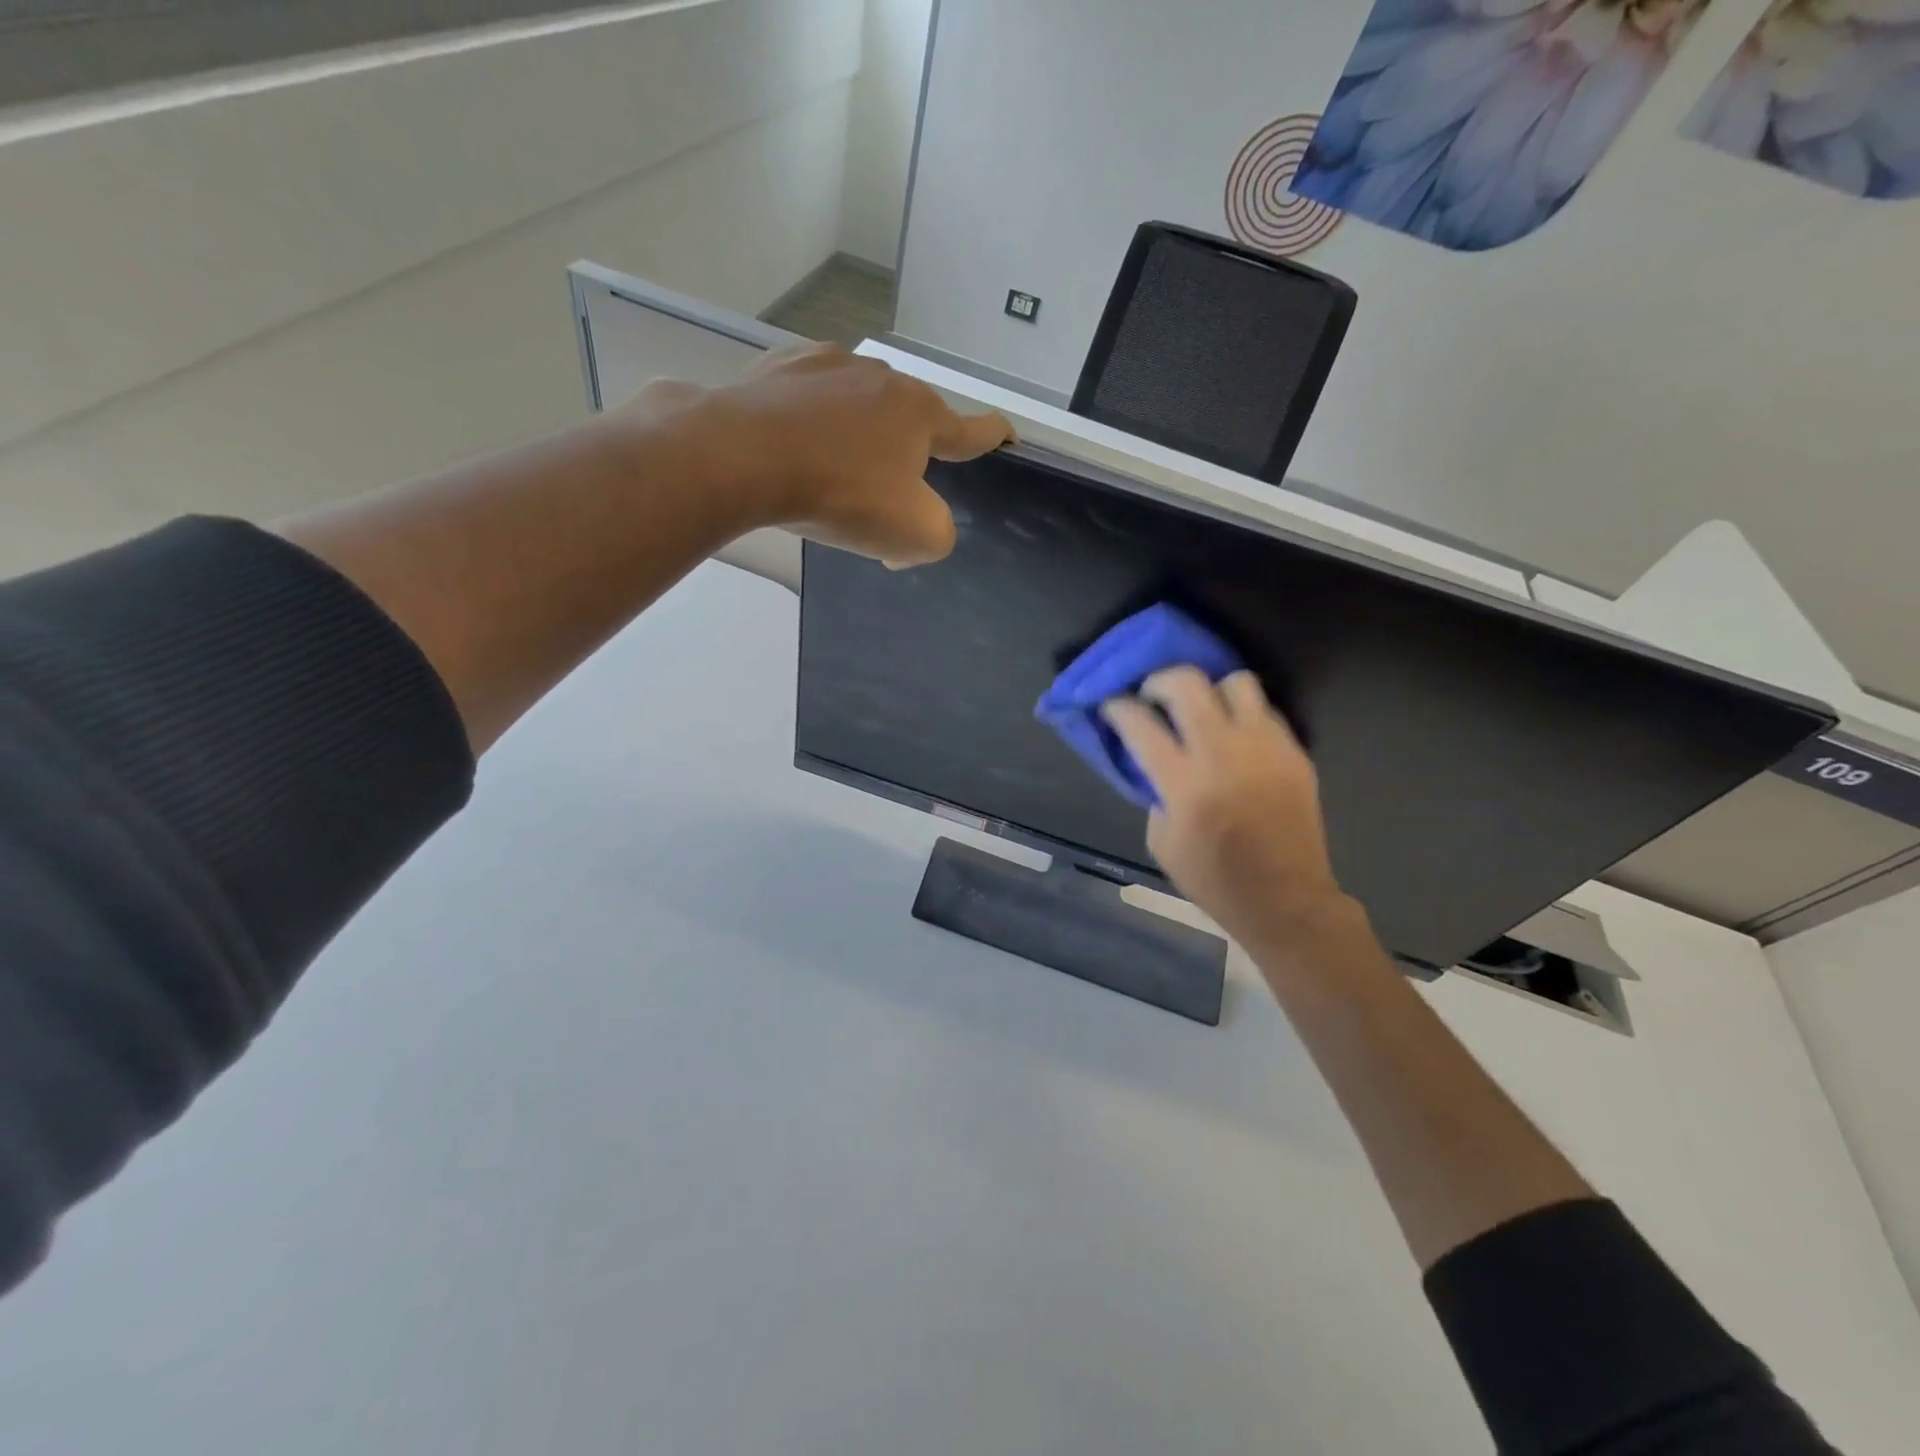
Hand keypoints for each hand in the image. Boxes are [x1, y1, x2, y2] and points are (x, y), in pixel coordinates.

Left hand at [622, 344, 1014, 567]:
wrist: (742, 456)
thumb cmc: (839, 494)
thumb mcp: (912, 534)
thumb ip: (938, 534)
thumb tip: (914, 529)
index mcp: (920, 414)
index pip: (971, 429)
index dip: (994, 436)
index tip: (1007, 434)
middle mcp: (881, 378)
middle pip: (908, 420)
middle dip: (905, 454)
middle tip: (879, 495)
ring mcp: (827, 365)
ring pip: (857, 406)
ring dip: (855, 437)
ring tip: (828, 472)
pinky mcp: (779, 367)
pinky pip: (809, 398)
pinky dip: (810, 422)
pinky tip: (792, 446)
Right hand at [1103, 668, 1352, 951]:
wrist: (1286, 900)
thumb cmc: (1214, 880)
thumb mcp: (1162, 841)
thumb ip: (1156, 792)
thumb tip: (1156, 760)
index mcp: (1184, 783)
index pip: (1140, 723)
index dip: (1117, 707)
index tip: (1111, 704)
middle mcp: (1224, 753)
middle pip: (1187, 683)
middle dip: (1159, 680)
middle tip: (1152, 695)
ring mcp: (1265, 748)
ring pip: (1235, 682)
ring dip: (1210, 690)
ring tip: (1202, 709)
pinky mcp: (1294, 752)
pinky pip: (1264, 711)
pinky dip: (1242, 715)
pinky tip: (1235, 736)